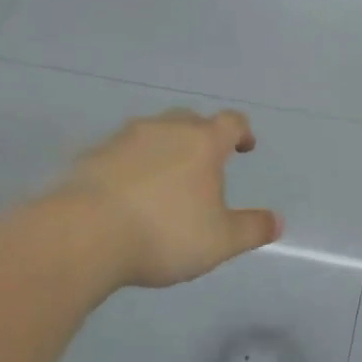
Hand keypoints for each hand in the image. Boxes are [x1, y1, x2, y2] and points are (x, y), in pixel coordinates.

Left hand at [56, 110, 280, 288]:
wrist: (83, 235)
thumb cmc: (164, 233)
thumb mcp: (220, 241)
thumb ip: (252, 229)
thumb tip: (277, 221)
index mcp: (202, 142)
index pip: (231, 122)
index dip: (242, 132)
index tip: (245, 147)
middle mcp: (164, 129)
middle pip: (190, 120)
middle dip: (201, 136)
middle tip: (205, 163)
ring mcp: (123, 139)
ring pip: (152, 132)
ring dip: (163, 149)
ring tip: (164, 179)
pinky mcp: (90, 156)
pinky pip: (119, 153)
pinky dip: (130, 165)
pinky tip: (127, 193)